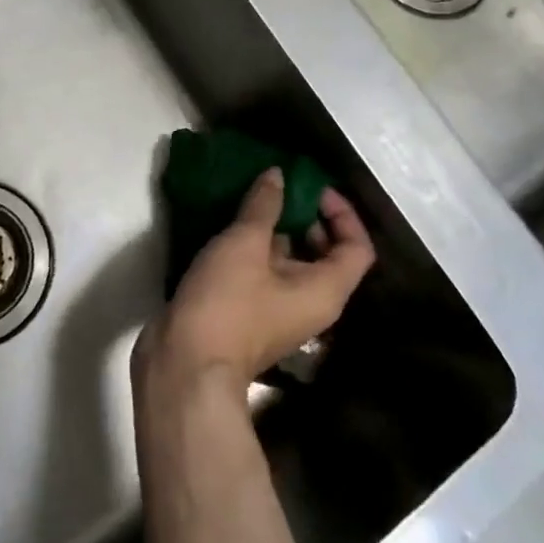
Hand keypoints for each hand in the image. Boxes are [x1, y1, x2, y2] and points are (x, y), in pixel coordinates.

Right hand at [137, 168, 375, 391]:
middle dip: (307, 216)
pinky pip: (267, 272)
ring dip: (278, 229)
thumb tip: (278, 175)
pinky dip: (257, 247)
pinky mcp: (252, 313)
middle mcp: (312, 303)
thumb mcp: (245, 244)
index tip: (312, 188)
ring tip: (252, 198)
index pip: (357, 247)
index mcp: (325, 290)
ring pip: (292, 261)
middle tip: (280, 189)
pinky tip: (231, 226)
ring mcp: (280, 310)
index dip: (342, 213)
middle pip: (327, 253)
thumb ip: (265, 206)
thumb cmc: (227, 303)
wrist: (186, 367)